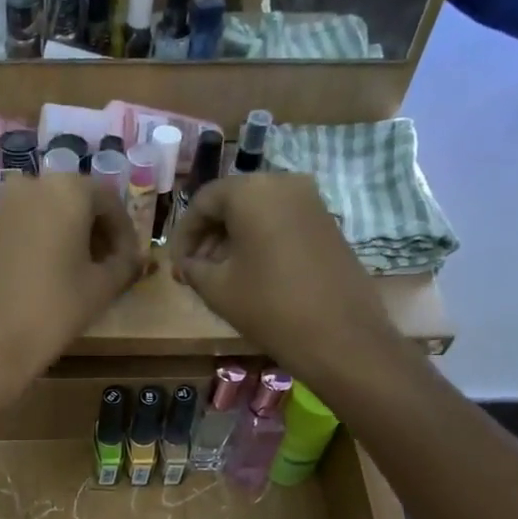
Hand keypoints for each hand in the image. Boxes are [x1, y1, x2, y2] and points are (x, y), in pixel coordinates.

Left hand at [0, 174, 143, 388]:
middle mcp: (21, 189)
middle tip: (95, 265)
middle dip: (84, 231)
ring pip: (28, 219)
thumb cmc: (53, 313)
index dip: (122, 231)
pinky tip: (18, 287)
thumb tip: (134, 257)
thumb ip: (125, 263)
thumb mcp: (102, 289)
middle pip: (64, 203)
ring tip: (55, 276)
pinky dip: (14, 254)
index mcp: (63, 191)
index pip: (106, 200)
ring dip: (47, 240)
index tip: (126, 259)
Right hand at [167, 174, 401, 378]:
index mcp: (251, 191)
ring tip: (220, 276)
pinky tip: (251, 274)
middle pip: (232, 202)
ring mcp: (311, 201)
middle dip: (209, 236)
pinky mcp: (328, 223)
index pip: (203, 201)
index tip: (178, 265)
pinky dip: (260, 241)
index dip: (183, 235)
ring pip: (258, 212)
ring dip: (233, 239)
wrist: (339, 335)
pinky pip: (282, 222)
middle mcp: (284, 183)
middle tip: (195, 271)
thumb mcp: (216, 288)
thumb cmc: (268, 306)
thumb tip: (187, 264)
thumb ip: (193, 268)